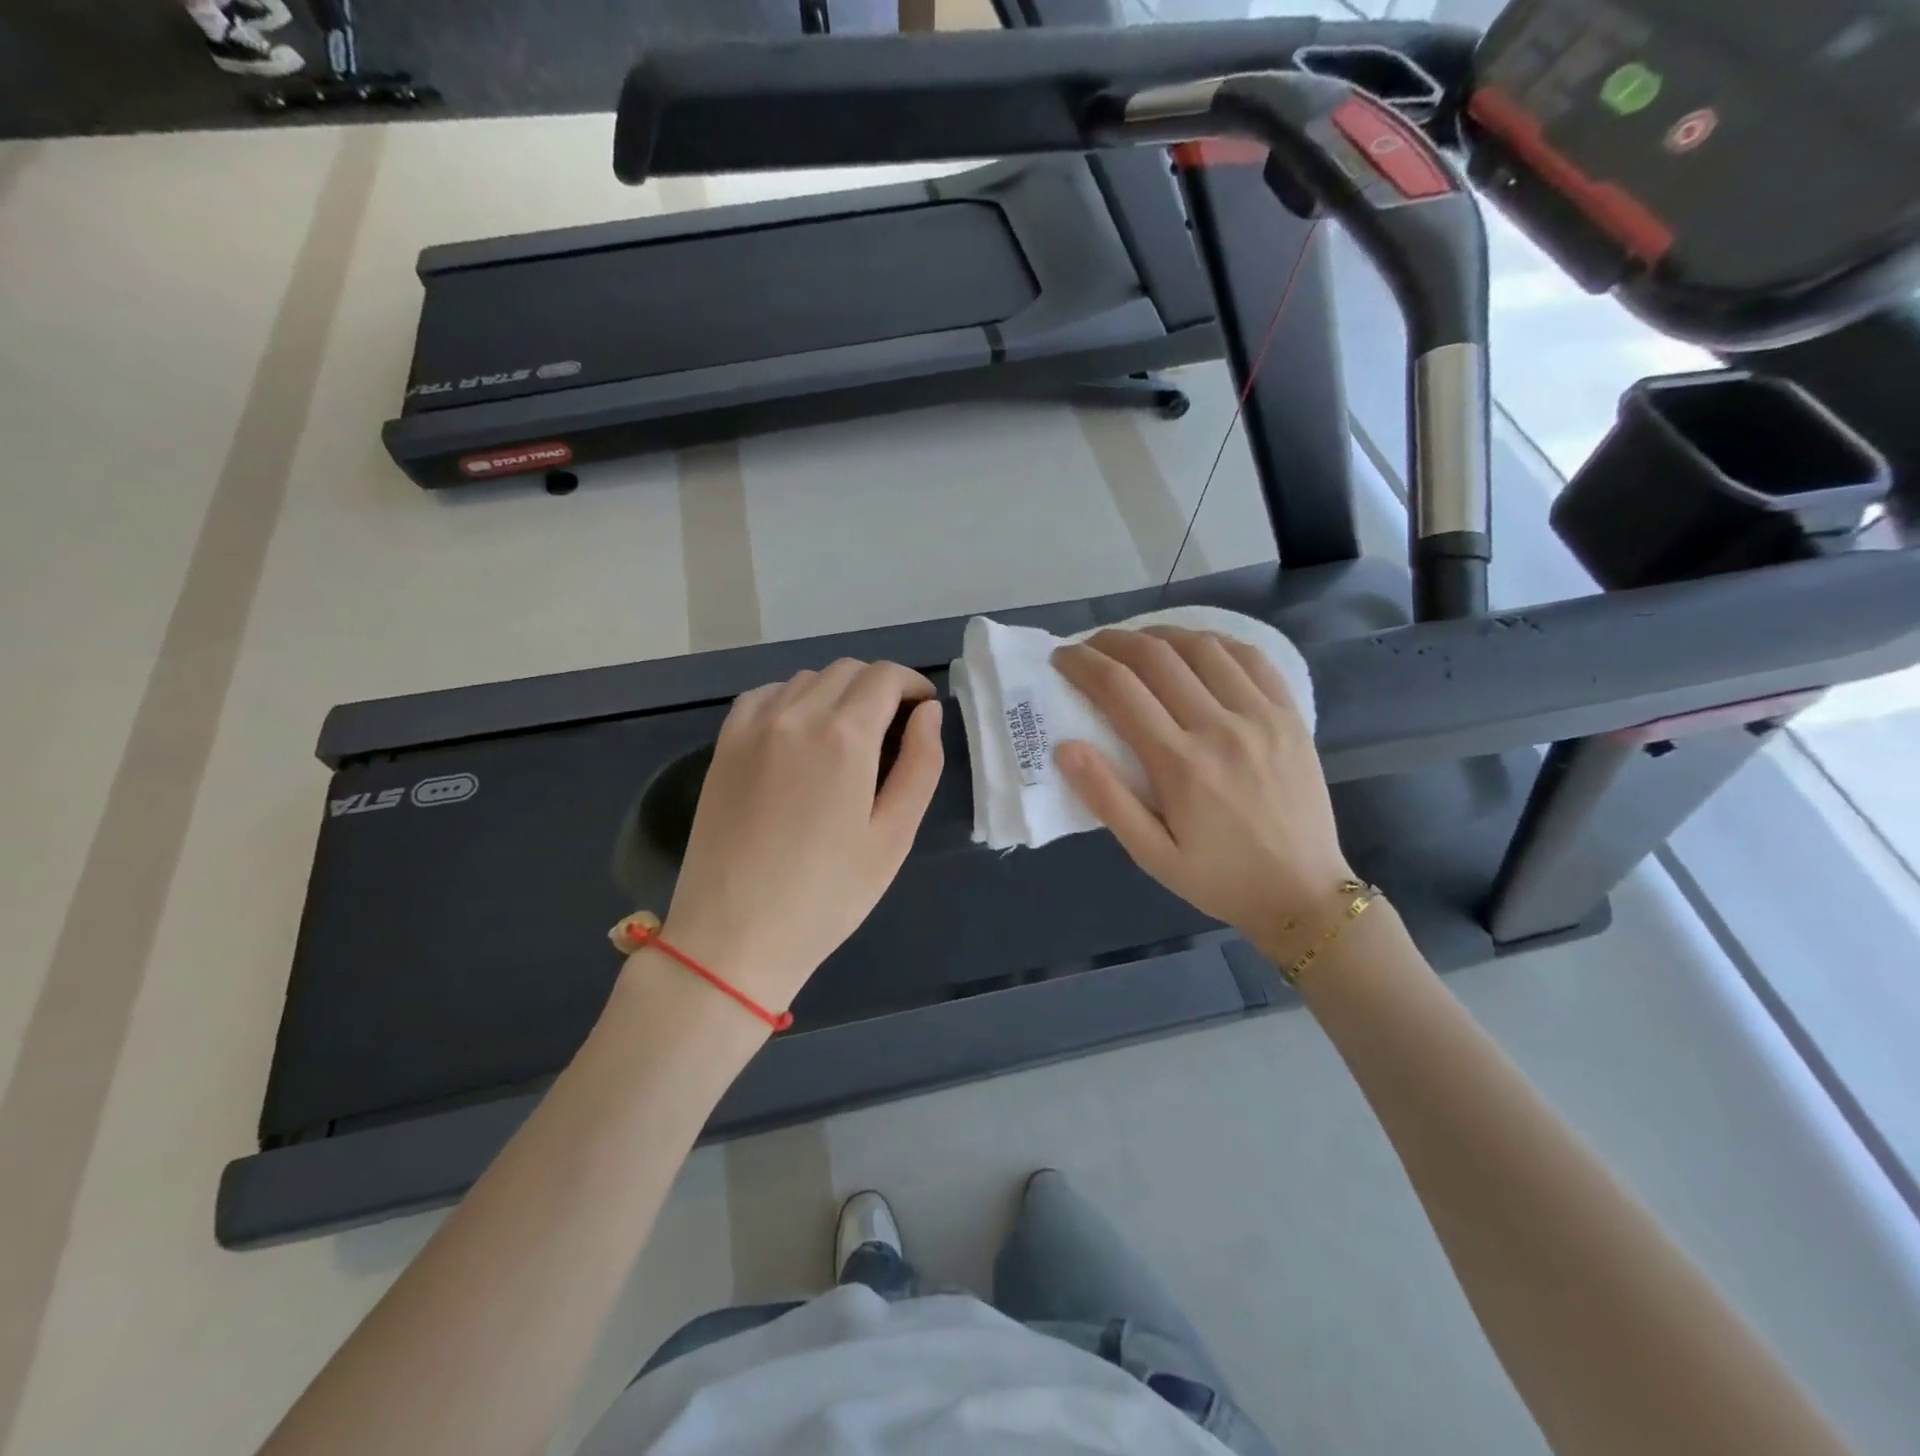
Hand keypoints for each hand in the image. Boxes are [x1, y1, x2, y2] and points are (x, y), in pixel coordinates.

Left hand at [657, 660, 943, 1011]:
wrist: (735, 935)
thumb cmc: (828, 894)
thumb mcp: (894, 836)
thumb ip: (921, 764)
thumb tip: (929, 713)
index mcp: (846, 737)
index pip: (885, 677)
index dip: (912, 684)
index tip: (924, 708)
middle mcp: (797, 715)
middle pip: (848, 670)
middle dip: (879, 687)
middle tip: (893, 726)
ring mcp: (754, 726)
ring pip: (807, 679)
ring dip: (838, 691)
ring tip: (849, 734)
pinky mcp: (724, 744)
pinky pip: (766, 696)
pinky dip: (793, 699)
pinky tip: (799, 733)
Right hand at [1052, 627, 1350, 956]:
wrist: (1303, 894)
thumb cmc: (1218, 879)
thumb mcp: (1151, 855)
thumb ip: (1107, 799)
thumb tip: (1066, 747)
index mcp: (1180, 765)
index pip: (1119, 689)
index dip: (1082, 664)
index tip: (1061, 657)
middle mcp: (1220, 728)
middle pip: (1156, 656)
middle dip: (1112, 641)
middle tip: (1089, 646)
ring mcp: (1261, 716)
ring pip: (1202, 647)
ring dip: (1159, 635)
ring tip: (1136, 643)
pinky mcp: (1289, 715)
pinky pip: (1251, 657)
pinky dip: (1214, 642)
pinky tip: (1195, 649)